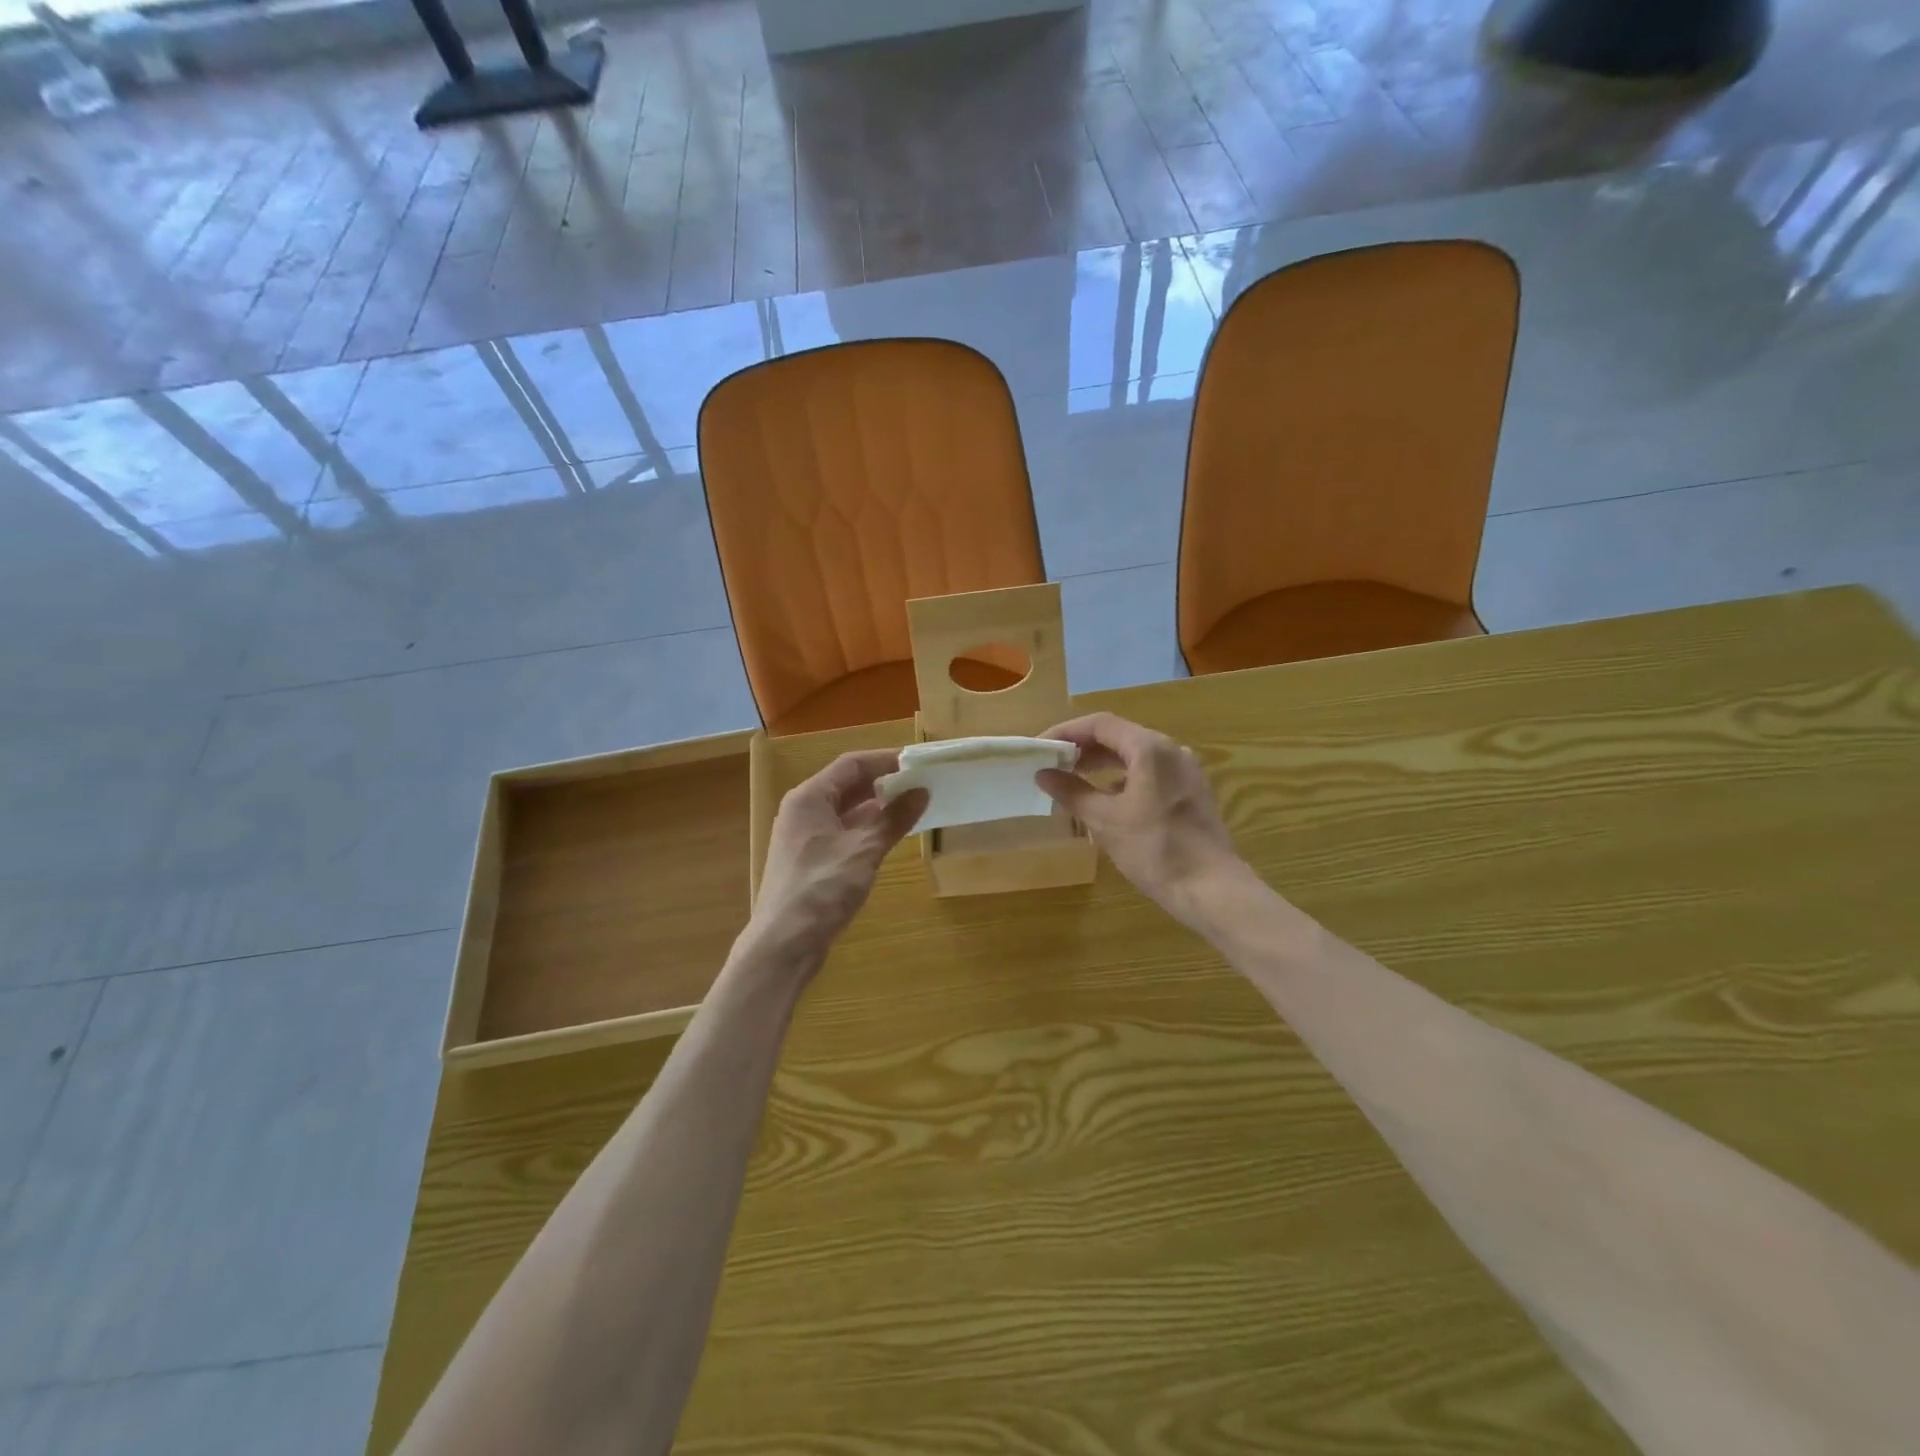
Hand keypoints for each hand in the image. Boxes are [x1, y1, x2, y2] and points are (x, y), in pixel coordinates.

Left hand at [748, 749, 926, 966]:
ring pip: (846, 810)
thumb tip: (921, 792)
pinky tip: (890, 835)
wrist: (784, 943)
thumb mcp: (864, 850)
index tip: (917, 762)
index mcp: (809, 798)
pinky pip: (843, 832)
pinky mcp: (811, 861)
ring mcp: (805, 837)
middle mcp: (804, 811)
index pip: (851, 765)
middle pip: (847, 785)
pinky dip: (867, 829)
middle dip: (883, 783)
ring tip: (912, 806)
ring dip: (877, 807)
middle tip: (920, 783)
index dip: (885, 760)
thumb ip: (893, 818)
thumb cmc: (822, 888)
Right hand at [1036, 713, 1244, 928]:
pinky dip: (1123, 778)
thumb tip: (1043, 774)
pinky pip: (1151, 773)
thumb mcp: (1106, 820)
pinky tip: (1107, 799)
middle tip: (1052, 764)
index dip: (1066, 732)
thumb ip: (1072, 792)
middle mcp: (1171, 751)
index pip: (1100, 724)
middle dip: (1083, 748)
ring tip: (1073, 780)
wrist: (1211, 889)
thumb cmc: (1155, 849)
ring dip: (1102, 764)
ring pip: (1135, 755)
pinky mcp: (1191, 792)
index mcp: (1150, 749)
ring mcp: (1185, 771)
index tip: (1040, 748)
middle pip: (1119, 736)